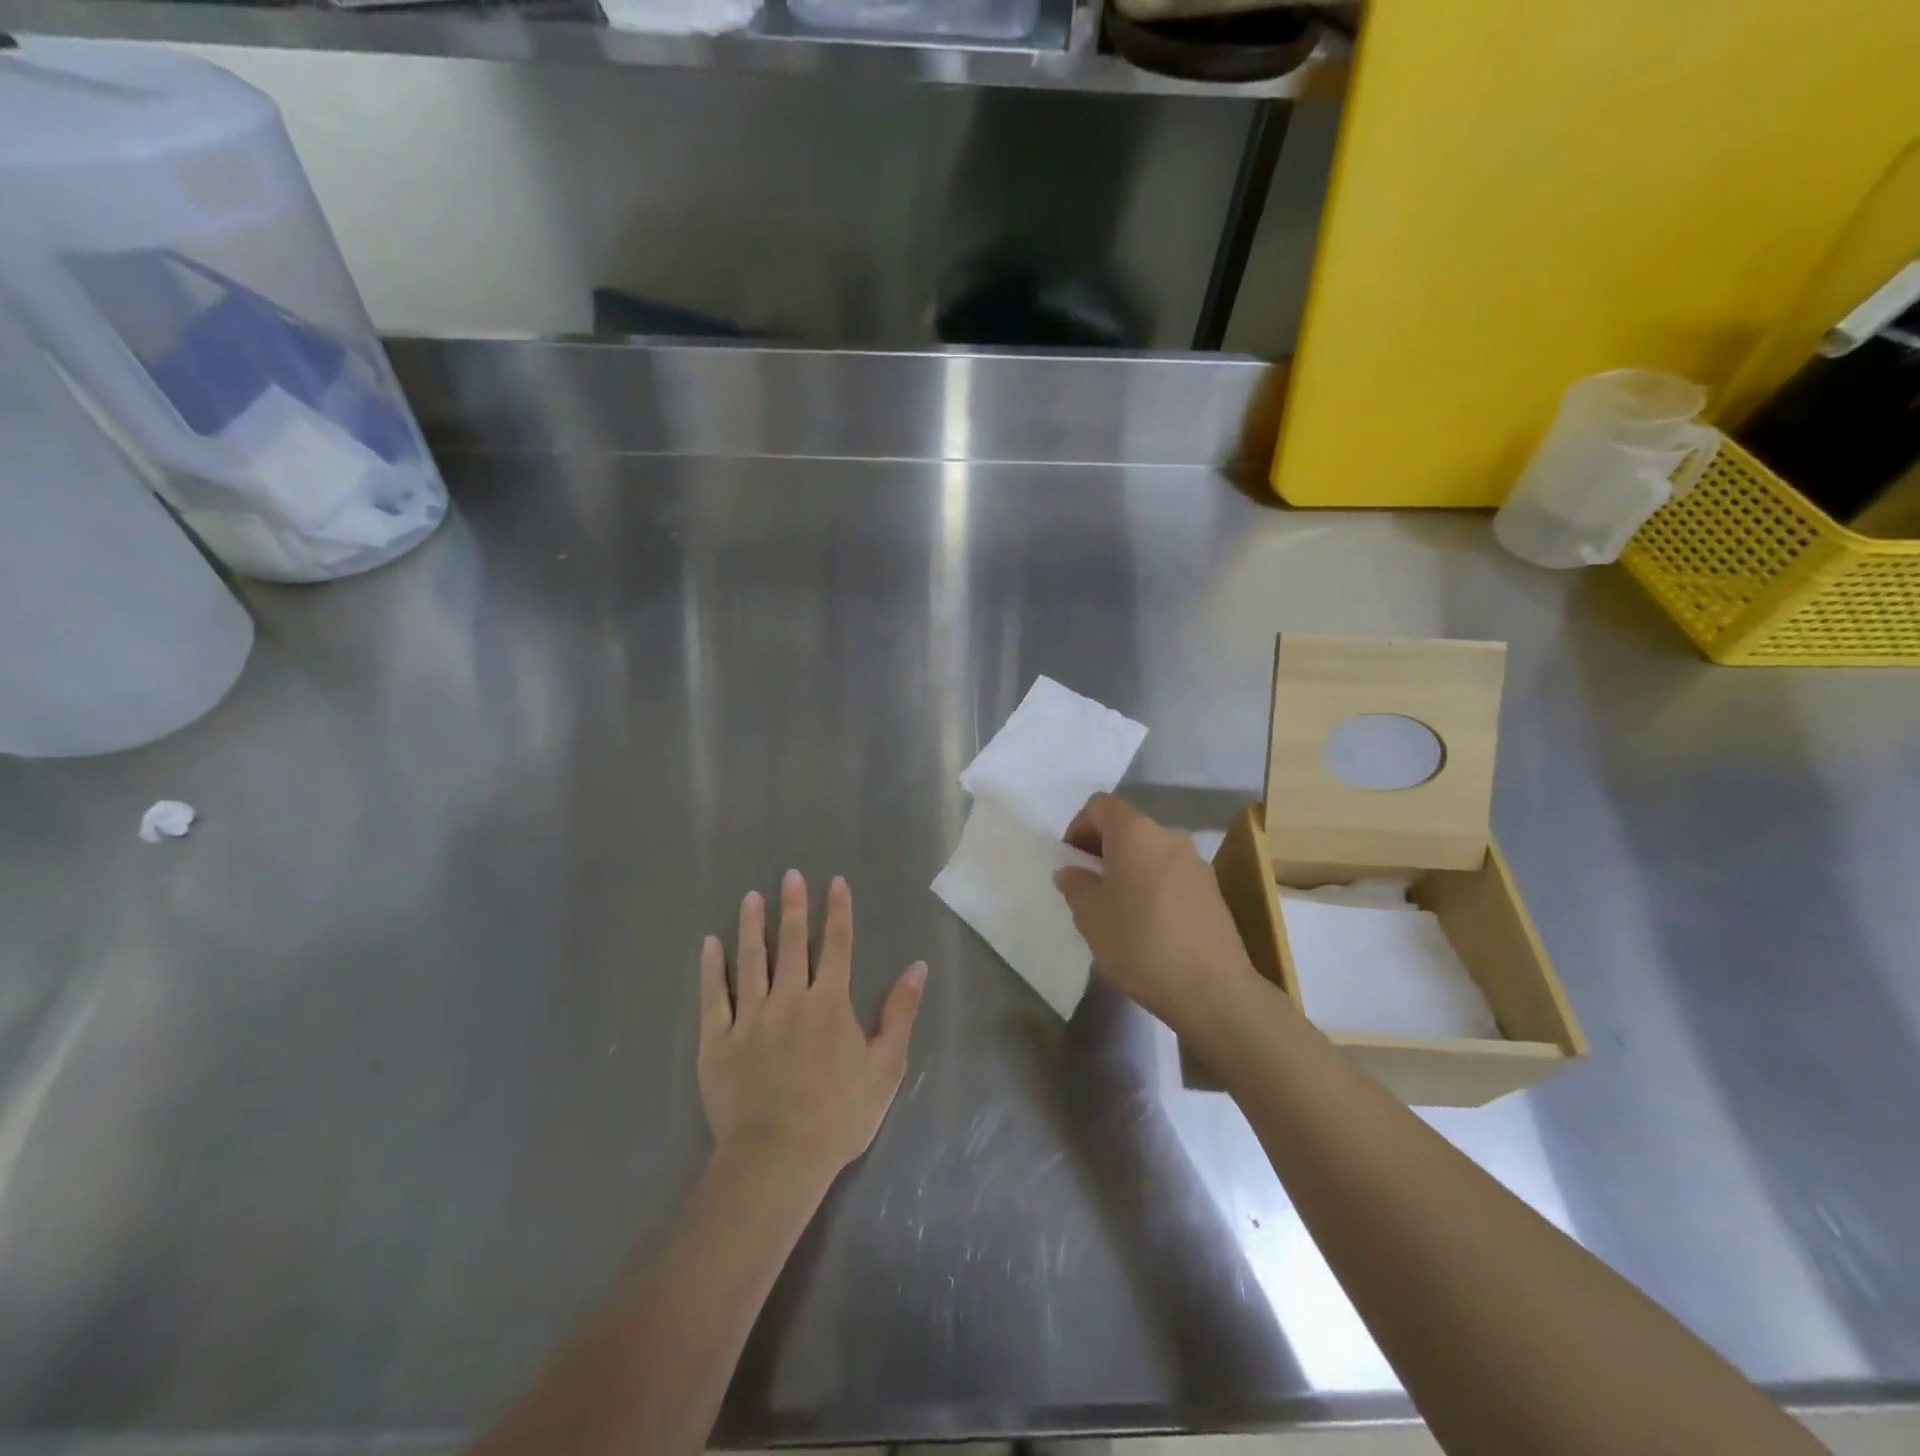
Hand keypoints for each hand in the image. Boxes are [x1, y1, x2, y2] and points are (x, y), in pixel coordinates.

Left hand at [698, 871, 925, 1183]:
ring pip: (751, 961)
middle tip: (789, 875)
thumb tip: (917, 967)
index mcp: (829, 1003)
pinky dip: (711, 968)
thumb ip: (900, 1013)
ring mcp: (749, 1017)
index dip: (838, 911)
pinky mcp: (717, 1041)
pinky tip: (710, 944)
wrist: (777, 1158)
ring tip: (751, 897)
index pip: (837, 946)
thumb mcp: (885, 1066)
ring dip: (752, 926)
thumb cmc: (839, 1114)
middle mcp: (789, 998)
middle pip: (793, 944)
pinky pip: (713, 997)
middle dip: (794, 907)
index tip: (835, 882)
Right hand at [1053, 794, 1260, 1035]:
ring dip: (1130, 869)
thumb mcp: (1090, 916)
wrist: (1211, 988)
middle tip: (1089, 887)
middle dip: (1103, 850)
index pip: (1099, 806)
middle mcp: (1168, 836)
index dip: (1078, 826)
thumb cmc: (1139, 942)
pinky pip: (1172, 875)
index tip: (1071, 861)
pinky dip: (1153, 886)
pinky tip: (1148, 925)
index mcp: (1135, 832)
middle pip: (1127, 828)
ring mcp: (1196, 862)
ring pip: (1151, 852)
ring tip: (1118, 910)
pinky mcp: (1213, 889)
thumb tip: (1071, 871)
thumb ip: (1075, 885)